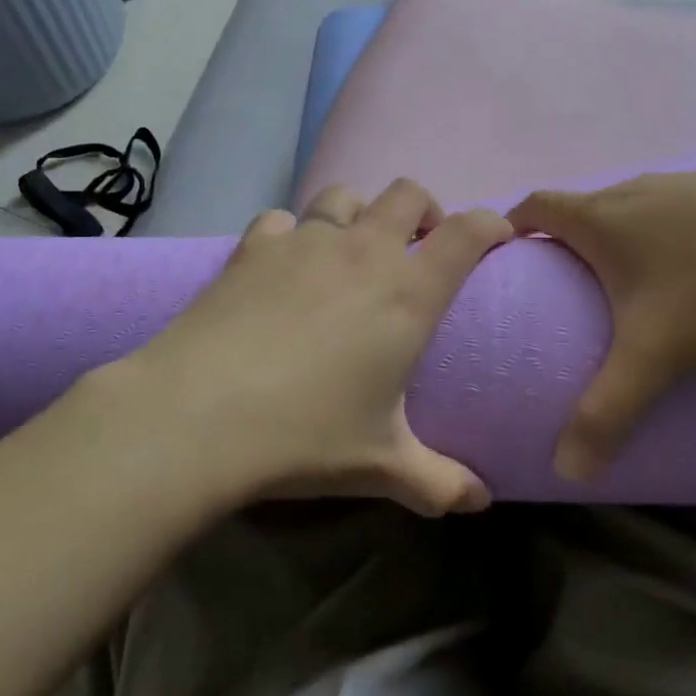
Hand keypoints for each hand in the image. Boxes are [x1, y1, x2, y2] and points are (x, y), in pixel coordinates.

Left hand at [129, 179, 513, 514]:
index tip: (496, 237)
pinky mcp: (255, 246)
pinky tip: (282, 267)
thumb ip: (439, 482)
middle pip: (407, 193)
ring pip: (344, 195)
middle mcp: (363, 251)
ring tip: (351, 252)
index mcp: (408, 292)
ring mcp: (306, 241)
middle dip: (424, 209)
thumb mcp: (382, 465)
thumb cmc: (306, 436)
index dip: (490, 224)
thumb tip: (480, 502)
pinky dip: (291, 234)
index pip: (468, 233)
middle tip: (418, 246)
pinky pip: (282, 220)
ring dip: (358, 214)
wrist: (199, 414)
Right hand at [509, 166, 695, 480]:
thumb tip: (564, 468)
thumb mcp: (658, 353)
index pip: (535, 206)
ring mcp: (682, 184)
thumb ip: (607, 410)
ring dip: (617, 239)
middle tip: (567, 291)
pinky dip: (664, 235)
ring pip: (630, 209)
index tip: (509, 259)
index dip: (513, 227)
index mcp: (601, 216)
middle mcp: (633, 190)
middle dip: (565, 242)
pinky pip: (674, 211)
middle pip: (581, 209)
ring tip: (629, 287)